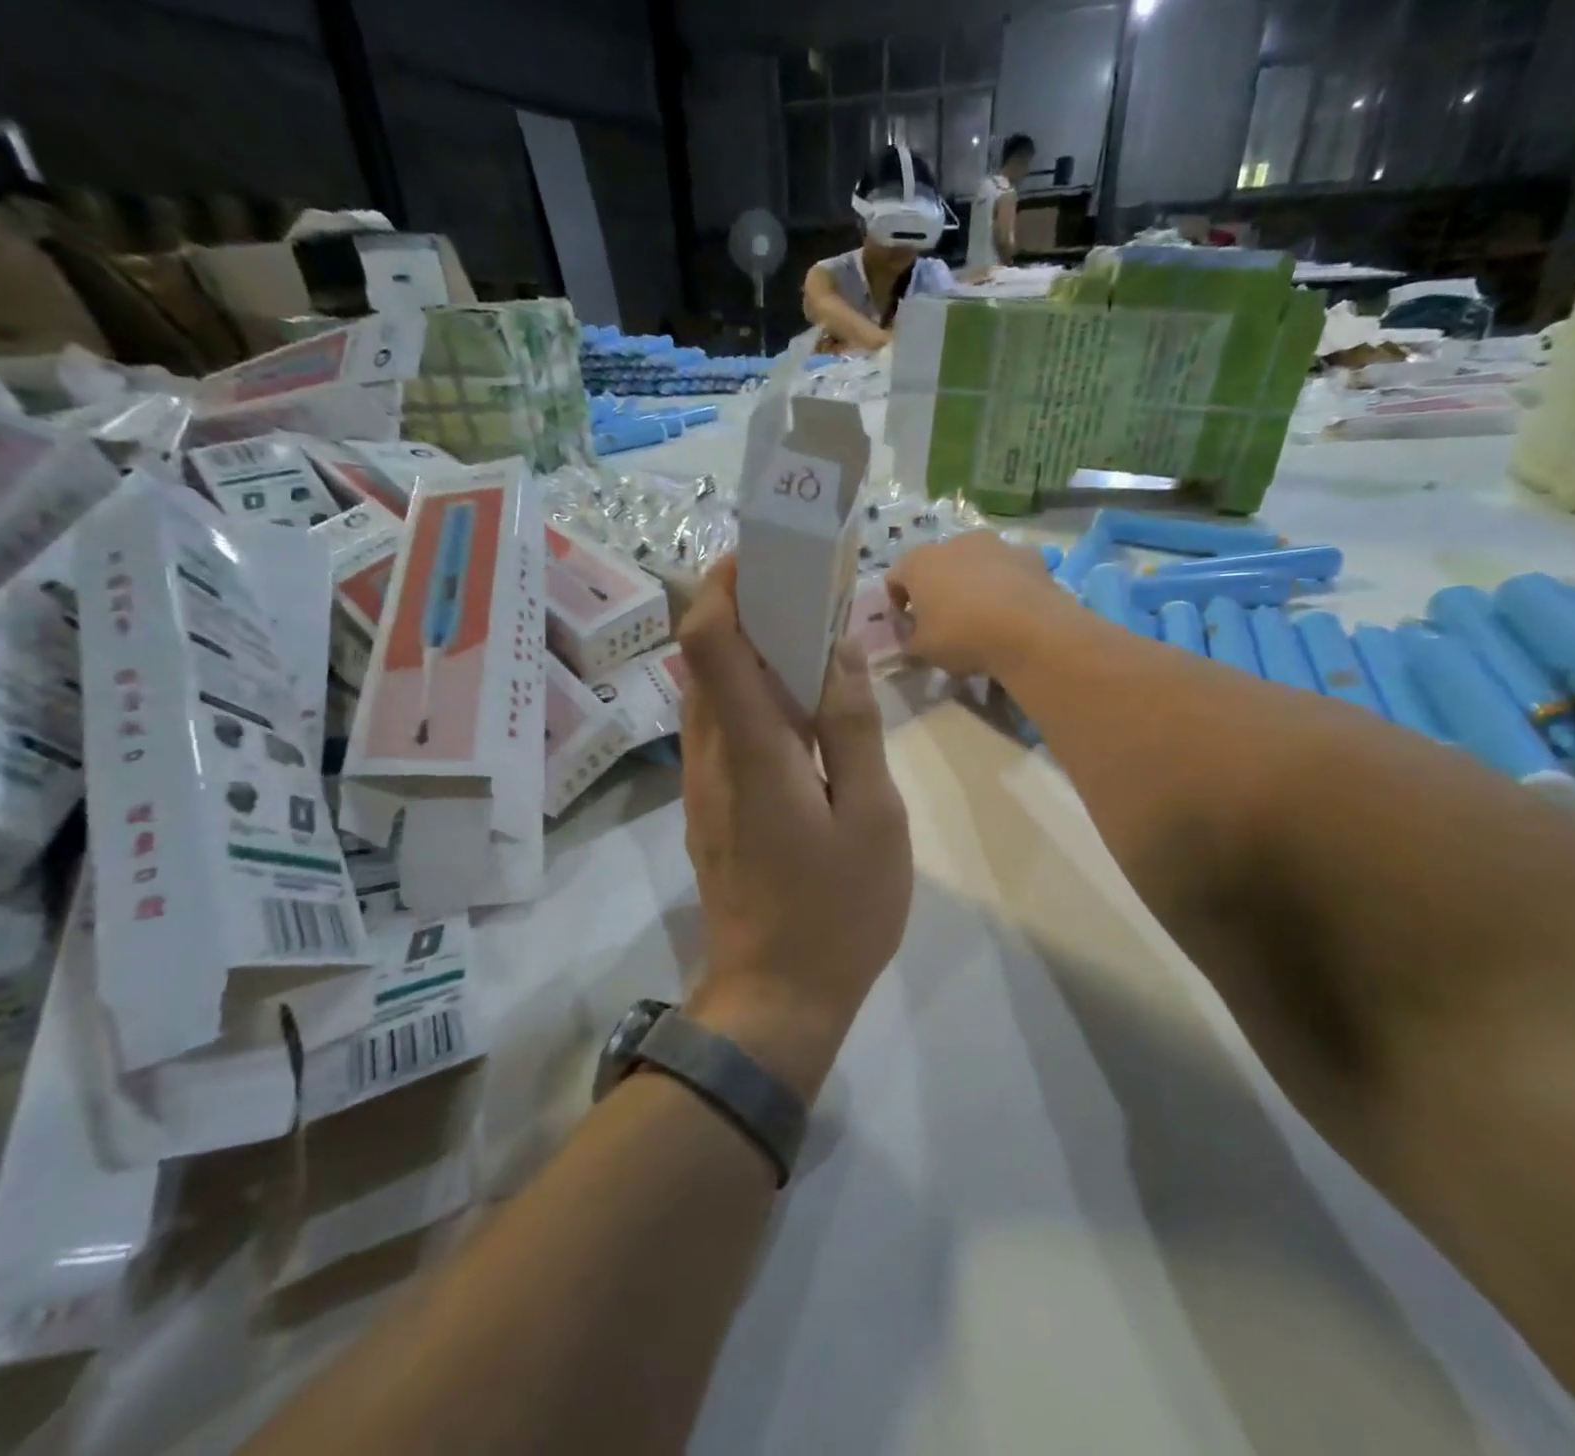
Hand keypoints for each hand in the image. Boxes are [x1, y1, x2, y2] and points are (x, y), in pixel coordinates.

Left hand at [677, 559, 912, 1097]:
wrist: (777, 998)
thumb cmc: (837, 911)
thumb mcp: (872, 816)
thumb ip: (852, 726)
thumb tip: (836, 647)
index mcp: (750, 751)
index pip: (710, 641)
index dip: (727, 584)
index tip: (767, 555)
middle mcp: (710, 756)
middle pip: (707, 657)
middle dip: (747, 609)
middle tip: (809, 592)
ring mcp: (702, 784)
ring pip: (712, 693)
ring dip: (751, 654)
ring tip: (812, 643)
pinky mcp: (709, 807)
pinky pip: (721, 730)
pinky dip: (751, 698)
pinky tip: (800, 713)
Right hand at [886, 532, 1065, 677]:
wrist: (1029, 629)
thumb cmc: (962, 636)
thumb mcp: (922, 650)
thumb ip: (908, 641)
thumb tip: (910, 636)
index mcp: (918, 563)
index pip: (894, 579)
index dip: (897, 604)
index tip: (908, 628)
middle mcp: (953, 543)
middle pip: (935, 566)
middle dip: (935, 590)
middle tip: (943, 622)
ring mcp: (994, 544)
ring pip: (973, 563)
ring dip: (970, 583)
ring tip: (981, 615)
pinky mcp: (1027, 554)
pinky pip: (1007, 569)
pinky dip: (1004, 584)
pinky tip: (1010, 610)